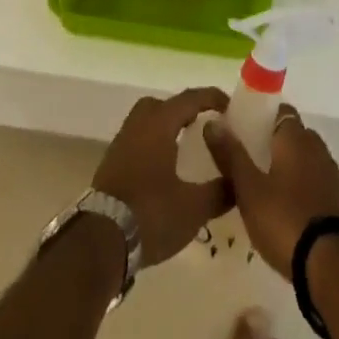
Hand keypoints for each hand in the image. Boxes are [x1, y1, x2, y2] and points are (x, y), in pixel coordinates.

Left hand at [93, 88, 232, 264]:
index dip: (211, 98)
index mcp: (159, 124)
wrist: (100, 240)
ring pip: (146, 122)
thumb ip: (220, 192)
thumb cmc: (150, 214)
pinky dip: (153, 144)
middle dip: (183, 110)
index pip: (189, 99)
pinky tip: (164, 169)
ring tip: (185, 147)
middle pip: (162, 105)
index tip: (230, 106)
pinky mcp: (111, 164)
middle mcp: (138, 125)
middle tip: (202, 125)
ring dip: (166, 128)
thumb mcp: (193, 208)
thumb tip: (238, 181)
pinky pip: (137, 140)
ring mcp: (121, 144)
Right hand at [205, 105, 338, 276]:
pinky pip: (316, 185)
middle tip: (250, 161)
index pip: (280, 111)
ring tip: (265, 188)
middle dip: (274, 144)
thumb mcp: (249, 189)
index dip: (263, 117)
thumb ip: (231, 155)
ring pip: (306, 161)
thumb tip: (212, 122)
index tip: (244, 130)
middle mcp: (317, 148)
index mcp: (295, 138)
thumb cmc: (285, 219)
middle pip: (294, 135)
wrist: (334, 265)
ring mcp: (332, 176)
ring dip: (289, 168)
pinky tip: (287, 210)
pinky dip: (302, 189)